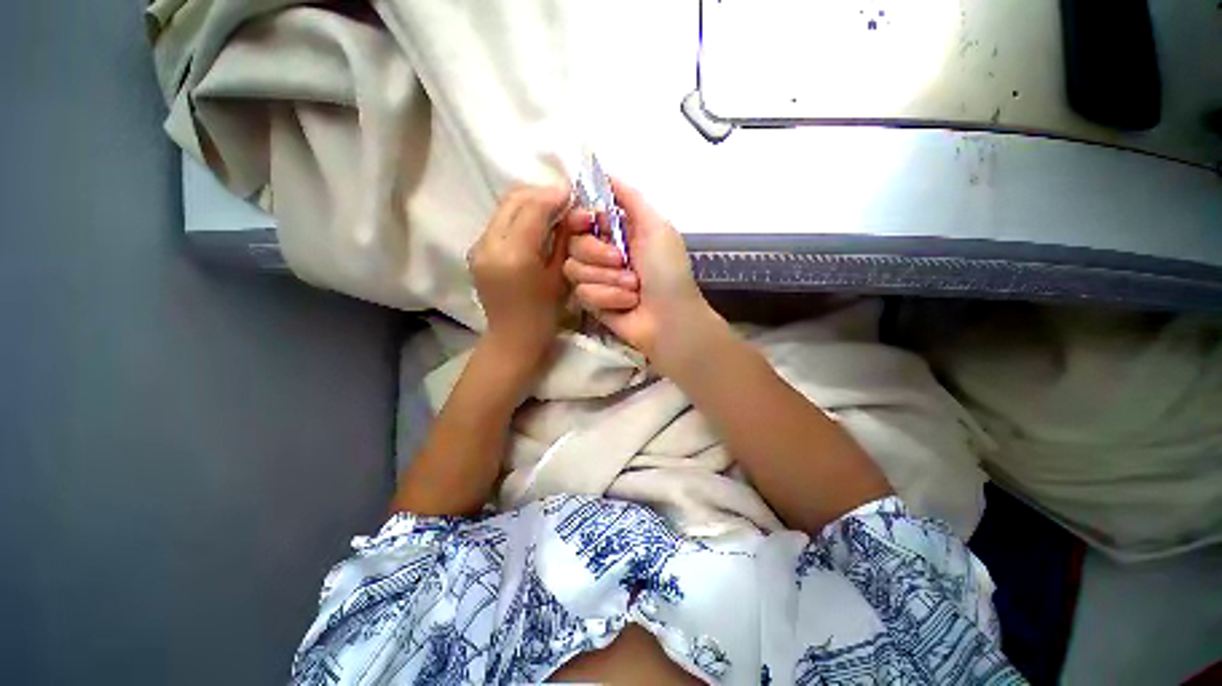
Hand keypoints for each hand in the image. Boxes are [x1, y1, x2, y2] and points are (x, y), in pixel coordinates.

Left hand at [469, 185, 572, 373]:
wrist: (512, 339)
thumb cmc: (544, 315)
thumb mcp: (560, 276)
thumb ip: (565, 240)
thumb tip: (575, 210)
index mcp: (514, 256)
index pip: (533, 208)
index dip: (554, 195)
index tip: (573, 193)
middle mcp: (489, 244)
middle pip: (514, 200)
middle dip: (541, 194)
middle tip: (564, 200)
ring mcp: (478, 246)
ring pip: (504, 207)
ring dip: (530, 202)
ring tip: (552, 210)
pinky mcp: (476, 250)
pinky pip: (499, 221)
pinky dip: (519, 215)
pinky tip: (535, 224)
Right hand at [562, 178, 720, 373]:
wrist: (670, 318)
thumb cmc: (667, 271)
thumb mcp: (655, 226)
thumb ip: (629, 198)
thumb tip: (604, 171)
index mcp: (617, 231)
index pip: (580, 216)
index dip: (580, 219)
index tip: (589, 223)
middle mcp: (602, 252)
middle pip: (573, 243)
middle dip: (599, 254)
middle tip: (623, 261)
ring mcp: (596, 278)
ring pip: (574, 268)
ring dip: (607, 279)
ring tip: (633, 288)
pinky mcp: (592, 302)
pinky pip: (582, 293)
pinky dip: (608, 297)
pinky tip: (627, 303)